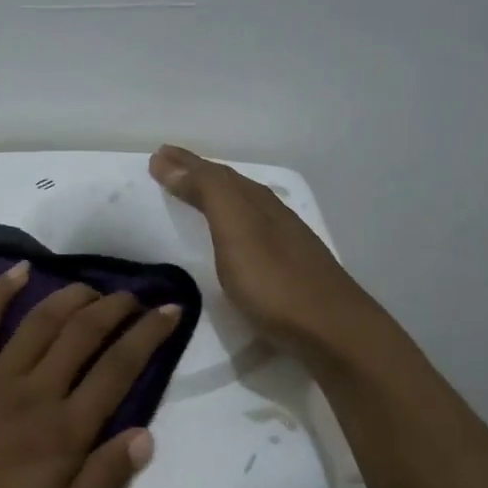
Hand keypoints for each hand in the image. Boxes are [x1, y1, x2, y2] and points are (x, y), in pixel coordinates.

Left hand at [0, 261, 180, 487]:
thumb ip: (99, 484)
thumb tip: (145, 437)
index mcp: (63, 434)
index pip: (119, 371)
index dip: (149, 336)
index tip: (171, 310)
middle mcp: (34, 393)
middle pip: (84, 335)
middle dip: (115, 308)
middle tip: (136, 295)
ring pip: (41, 322)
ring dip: (72, 297)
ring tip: (95, 286)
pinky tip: (18, 270)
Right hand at [149, 144, 381, 359]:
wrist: (331, 331)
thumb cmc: (275, 282)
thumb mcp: (236, 230)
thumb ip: (207, 194)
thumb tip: (169, 160)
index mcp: (257, 203)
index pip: (216, 174)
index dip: (185, 163)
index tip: (156, 155)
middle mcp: (273, 215)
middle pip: (232, 186)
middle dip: (198, 173)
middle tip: (167, 166)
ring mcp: (285, 243)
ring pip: (244, 207)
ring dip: (216, 196)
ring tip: (193, 194)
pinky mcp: (289, 270)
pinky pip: (251, 232)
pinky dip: (231, 222)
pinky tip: (232, 237)